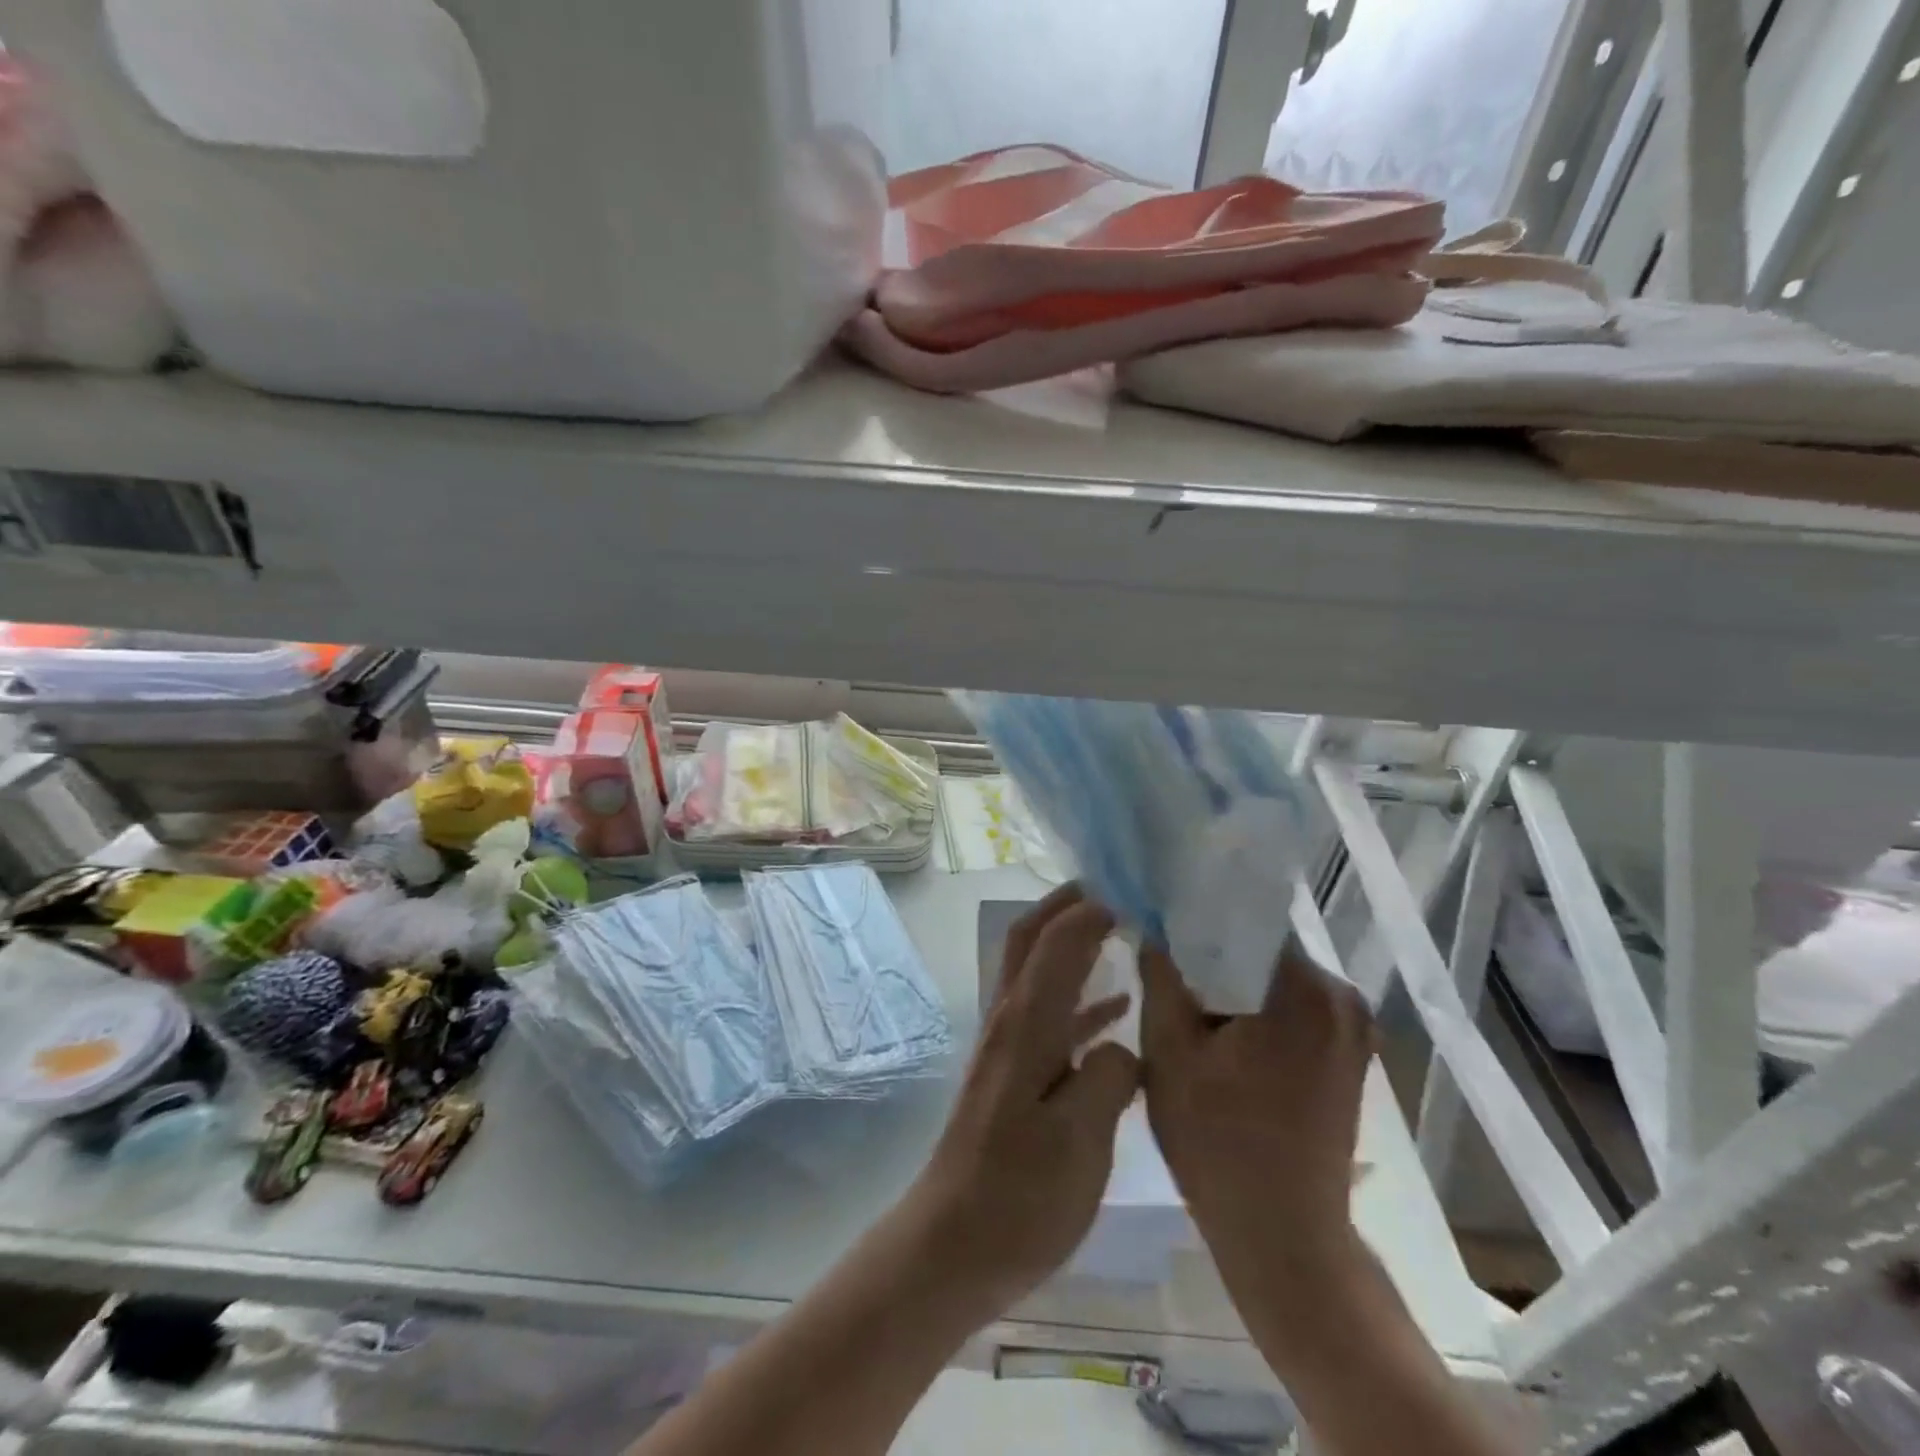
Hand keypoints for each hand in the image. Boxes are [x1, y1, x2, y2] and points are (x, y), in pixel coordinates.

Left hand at [902, 883, 1138, 1315]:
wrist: (952, 1245)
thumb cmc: (1018, 1196)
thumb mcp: (1080, 1142)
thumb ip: (1109, 1079)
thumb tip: (1122, 1044)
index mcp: (1027, 1024)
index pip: (1057, 940)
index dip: (1093, 908)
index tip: (1136, 890)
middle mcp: (1012, 1019)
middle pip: (1033, 939)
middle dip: (1068, 905)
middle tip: (1117, 889)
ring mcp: (1009, 1045)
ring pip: (1040, 971)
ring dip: (1073, 942)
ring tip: (1123, 931)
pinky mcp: (1013, 1073)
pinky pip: (1052, 1014)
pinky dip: (1081, 997)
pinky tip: (1117, 1011)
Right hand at [1139, 942, 1374, 1276]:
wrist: (1285, 1238)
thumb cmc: (1218, 1142)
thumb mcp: (1168, 1053)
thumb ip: (1160, 978)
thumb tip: (1152, 926)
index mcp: (1303, 988)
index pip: (1242, 921)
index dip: (1195, 920)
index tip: (1157, 923)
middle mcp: (1341, 998)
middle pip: (1259, 951)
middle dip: (1212, 956)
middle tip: (1165, 966)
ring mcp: (1352, 1030)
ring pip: (1273, 981)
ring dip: (1233, 988)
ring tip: (1187, 1000)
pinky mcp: (1349, 1058)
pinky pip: (1292, 1011)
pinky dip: (1256, 1013)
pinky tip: (1222, 1035)